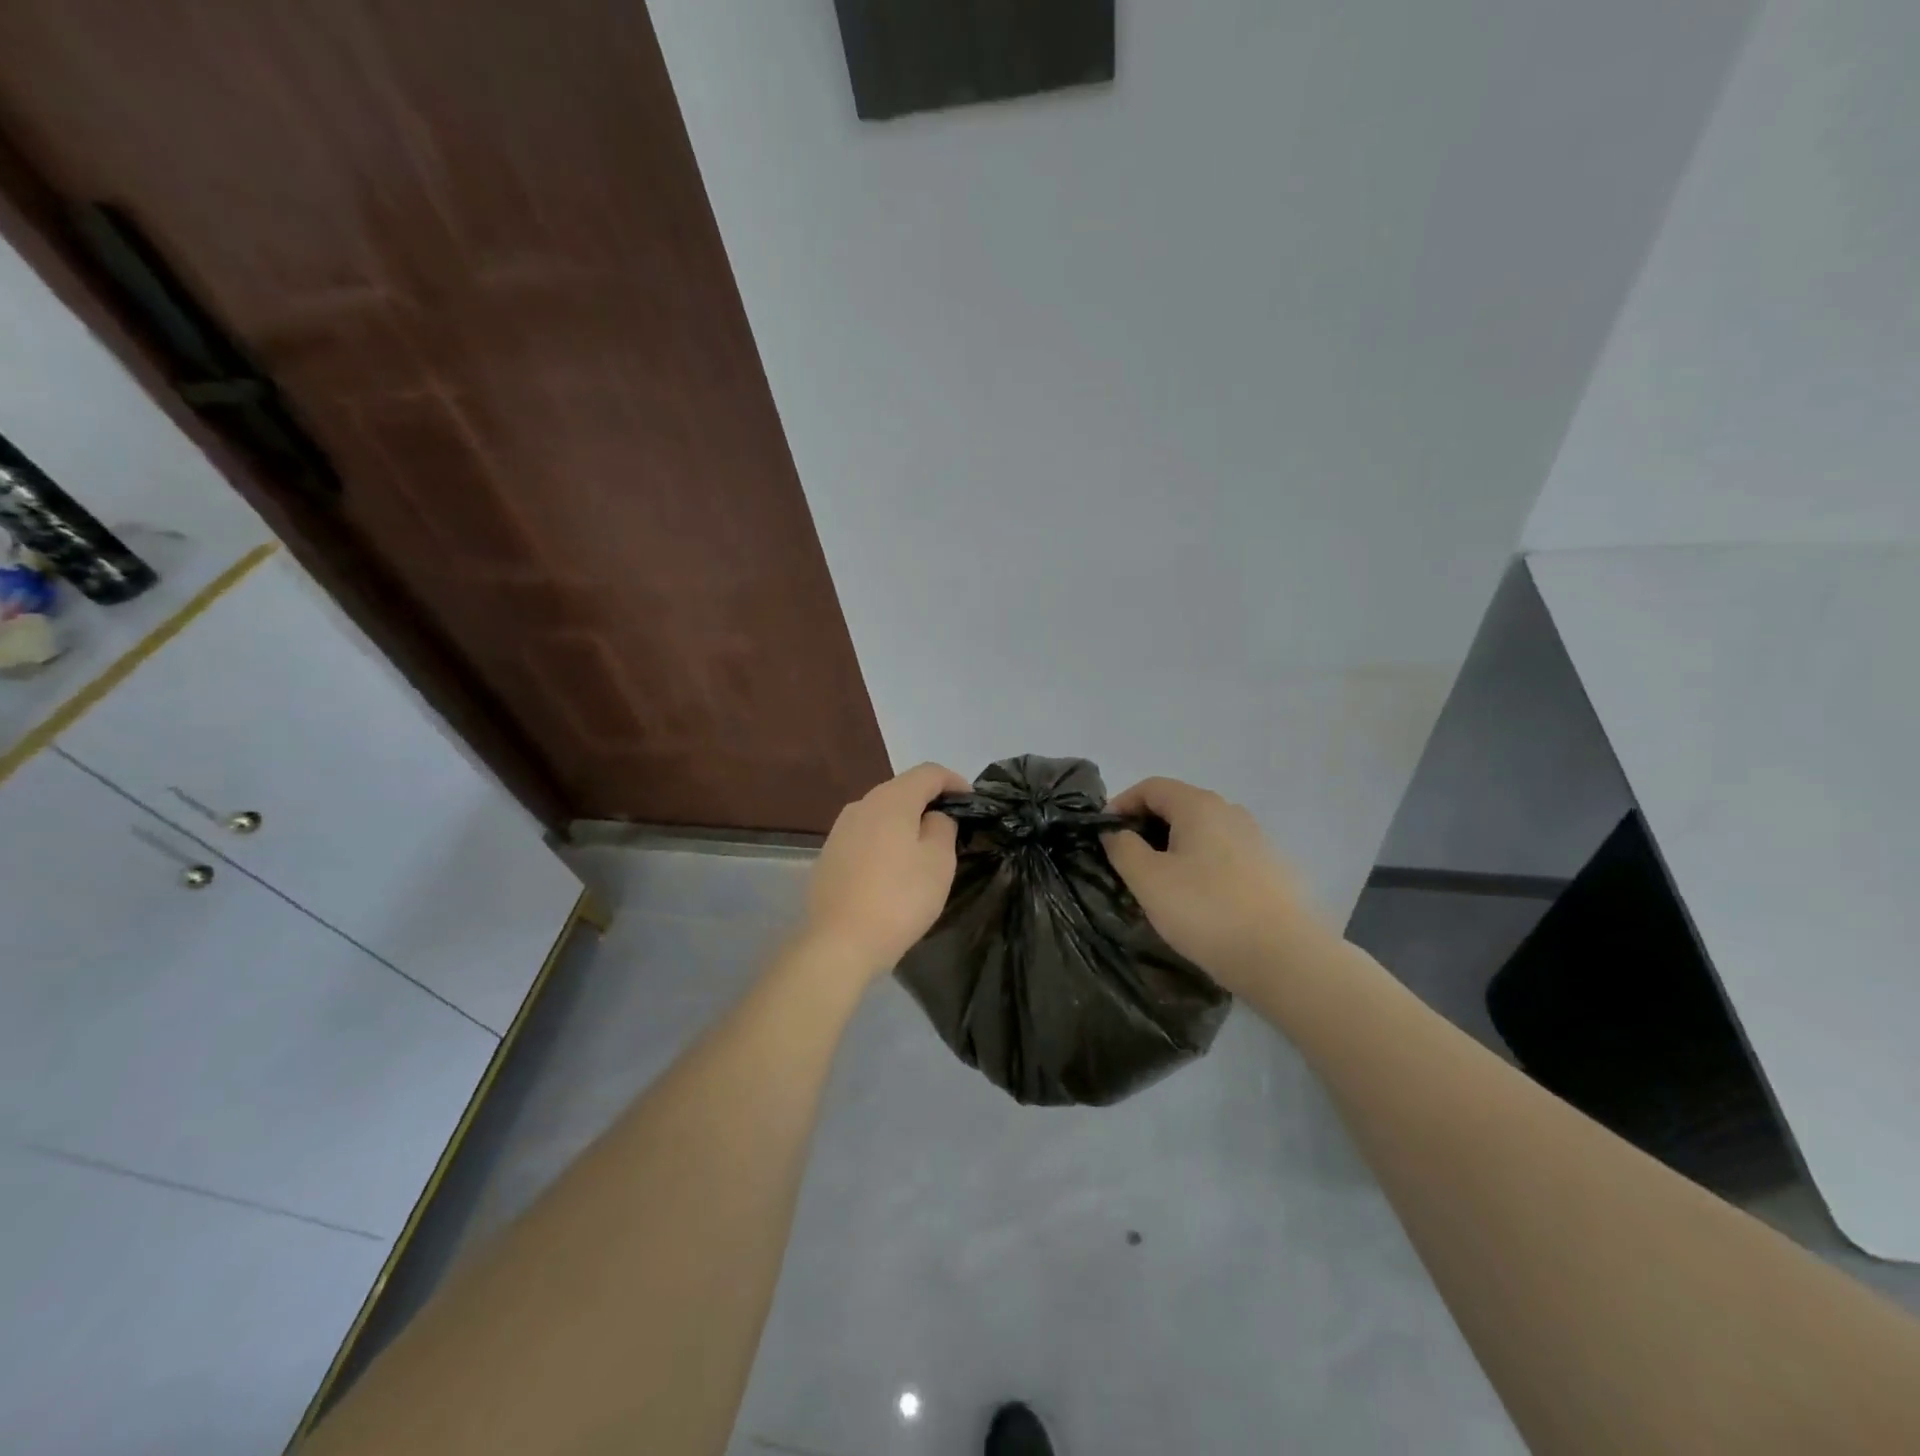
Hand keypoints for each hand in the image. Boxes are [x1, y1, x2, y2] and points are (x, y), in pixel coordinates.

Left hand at [799, 762, 971, 983]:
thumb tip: (933, 817)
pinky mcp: (829, 855)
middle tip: (953, 827)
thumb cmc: (899, 898)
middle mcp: (862, 805)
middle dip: (929, 801)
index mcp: (891, 800)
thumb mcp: (938, 861)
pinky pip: (866, 836)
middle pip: (902, 789)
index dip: (954, 781)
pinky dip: (885, 841)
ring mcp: (840, 830)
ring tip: (924, 849)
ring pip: (882, 813)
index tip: (972, 802)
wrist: (839, 942)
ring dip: (906, 822)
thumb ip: (942, 827)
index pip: (928, 772)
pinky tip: (893, 869)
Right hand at [1102, 777, 1328, 992]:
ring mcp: (1256, 839)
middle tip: (1127, 862)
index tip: (1103, 835)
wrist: (1285, 958)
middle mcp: (1231, 812)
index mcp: (1199, 806)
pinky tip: (1197, 899)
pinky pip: (1224, 855)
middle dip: (1146, 828)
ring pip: (1202, 832)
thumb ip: (1123, 848)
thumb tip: (1116, 832)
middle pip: (1178, 806)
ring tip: (1159, 883)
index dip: (1121, 804)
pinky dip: (1200, 865)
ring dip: (1174, 848)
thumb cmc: (1206, 911)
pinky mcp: (1271, 869)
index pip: (1151, 787)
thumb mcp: (1148, 880)